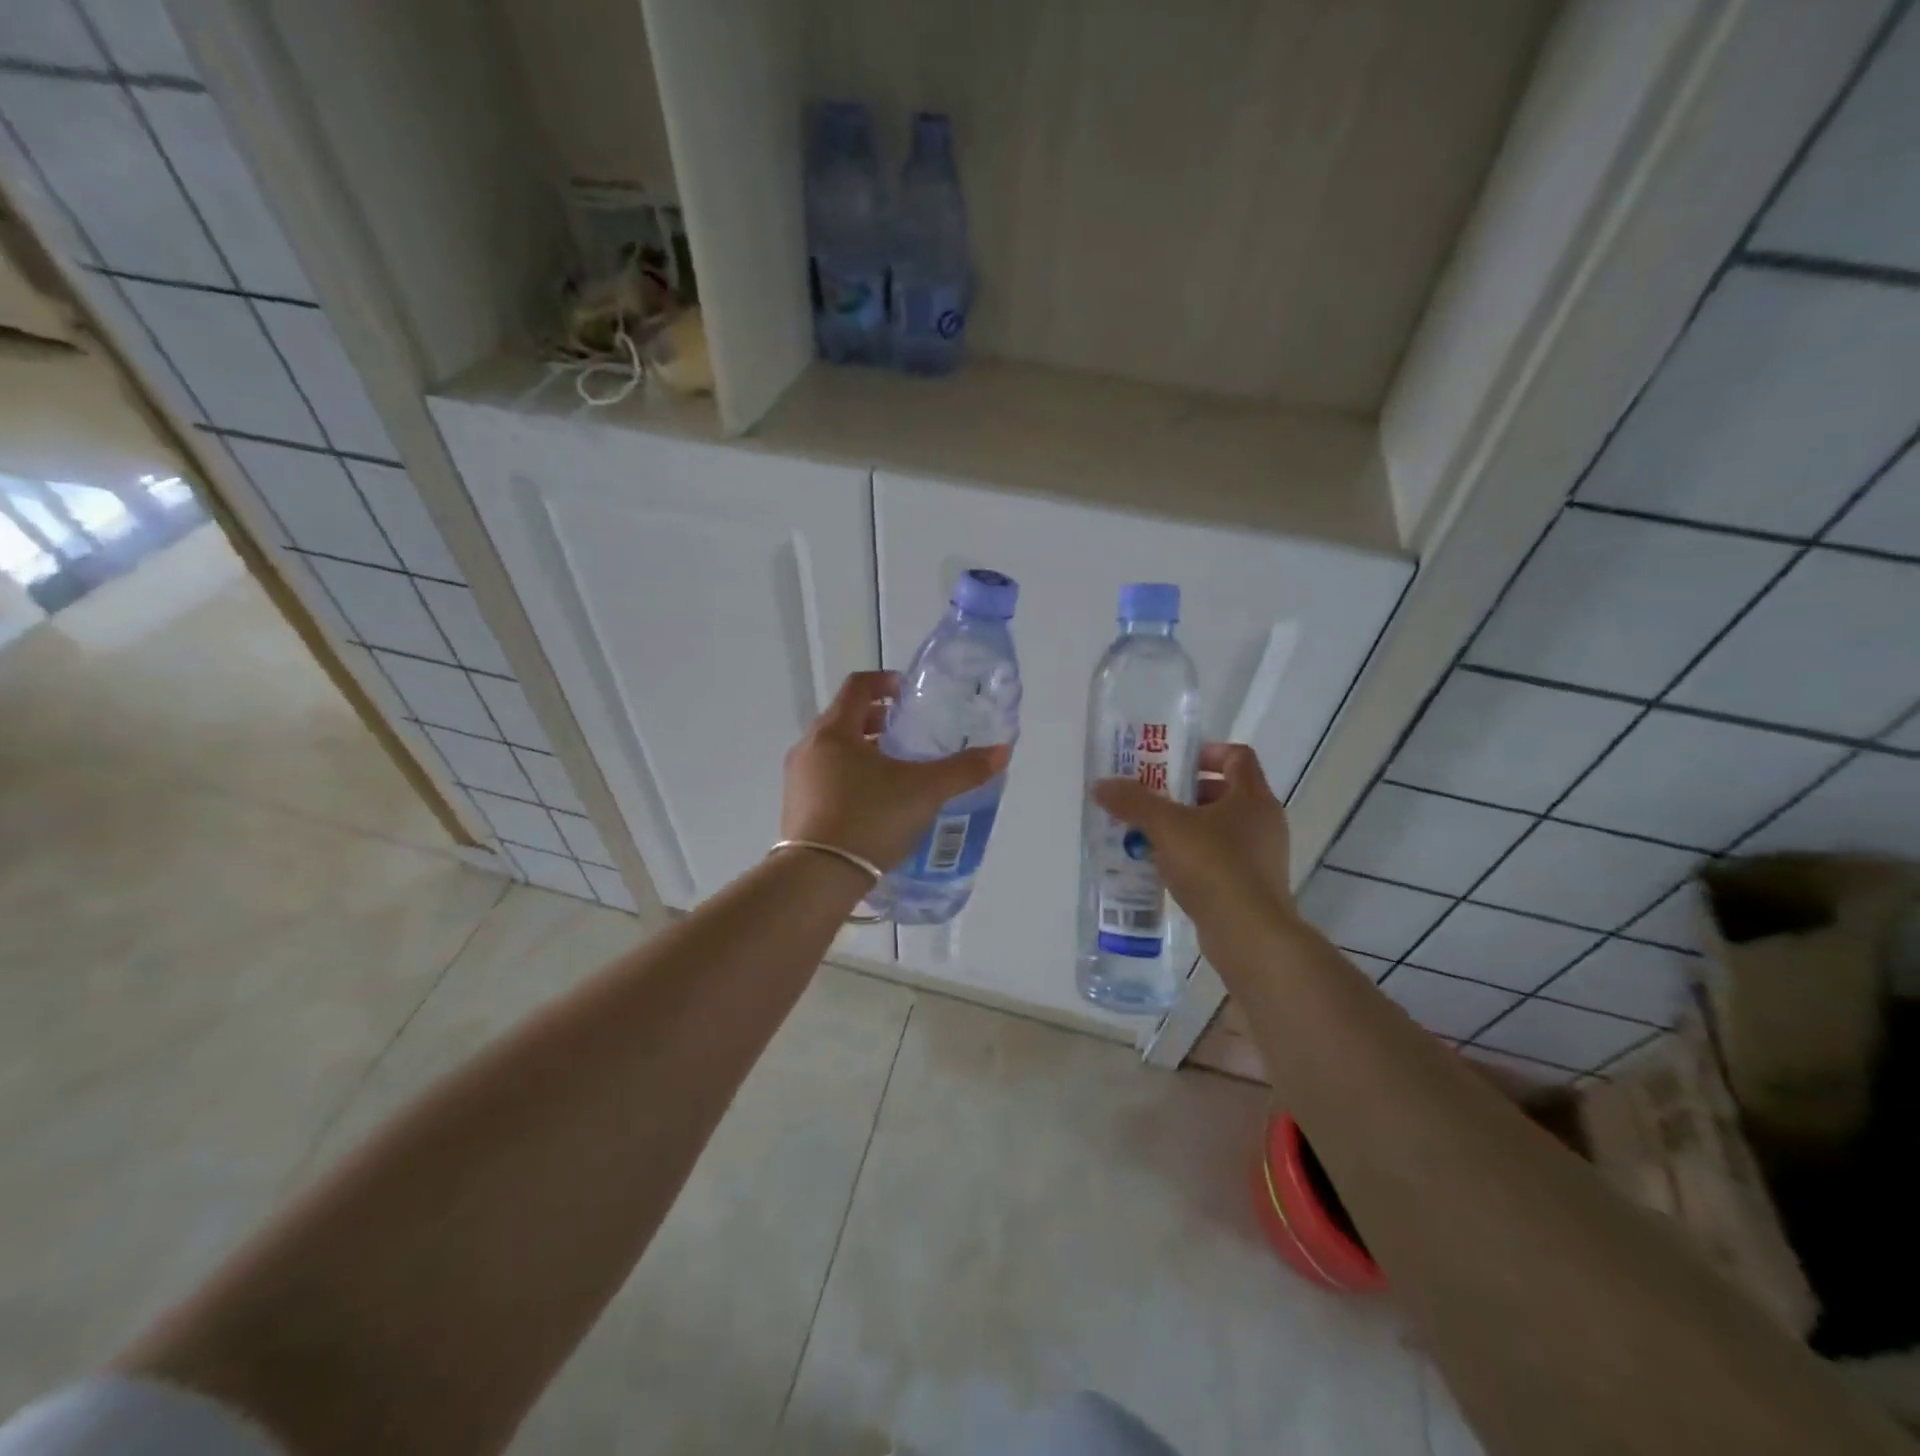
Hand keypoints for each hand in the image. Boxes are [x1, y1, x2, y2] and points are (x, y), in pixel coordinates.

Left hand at [783, 671, 1010, 871]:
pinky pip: (825, 778)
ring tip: (895, 769)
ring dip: (863, 750)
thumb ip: (963, 770)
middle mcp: (810, 748)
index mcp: (835, 731)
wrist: (818, 877)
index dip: (885, 681)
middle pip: (845, 718)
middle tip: (908, 732)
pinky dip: (849, 776)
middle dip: (878, 720)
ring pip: (834, 750)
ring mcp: (798, 779)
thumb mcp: (925, 791)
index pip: (858, 686)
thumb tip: (1002, 751)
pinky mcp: (795, 808)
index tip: (909, 693)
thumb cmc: (870, 818)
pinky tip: (874, 802)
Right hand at [1092, 743, 1293, 932]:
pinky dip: (1193, 857)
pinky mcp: (1252, 886)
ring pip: (1220, 828)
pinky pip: (1219, 859)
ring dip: (1186, 826)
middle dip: (1186, 791)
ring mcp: (1261, 857)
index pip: (1237, 756)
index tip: (1173, 761)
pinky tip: (1163, 868)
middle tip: (1151, 797)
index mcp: (1253, 797)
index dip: (1206, 752)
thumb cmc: (1214, 867)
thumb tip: (1101, 784)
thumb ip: (1133, 802)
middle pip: (1226, 791)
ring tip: (1149, 833)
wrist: (1249, 935)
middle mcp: (1263, 822)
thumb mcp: (1166, 826)